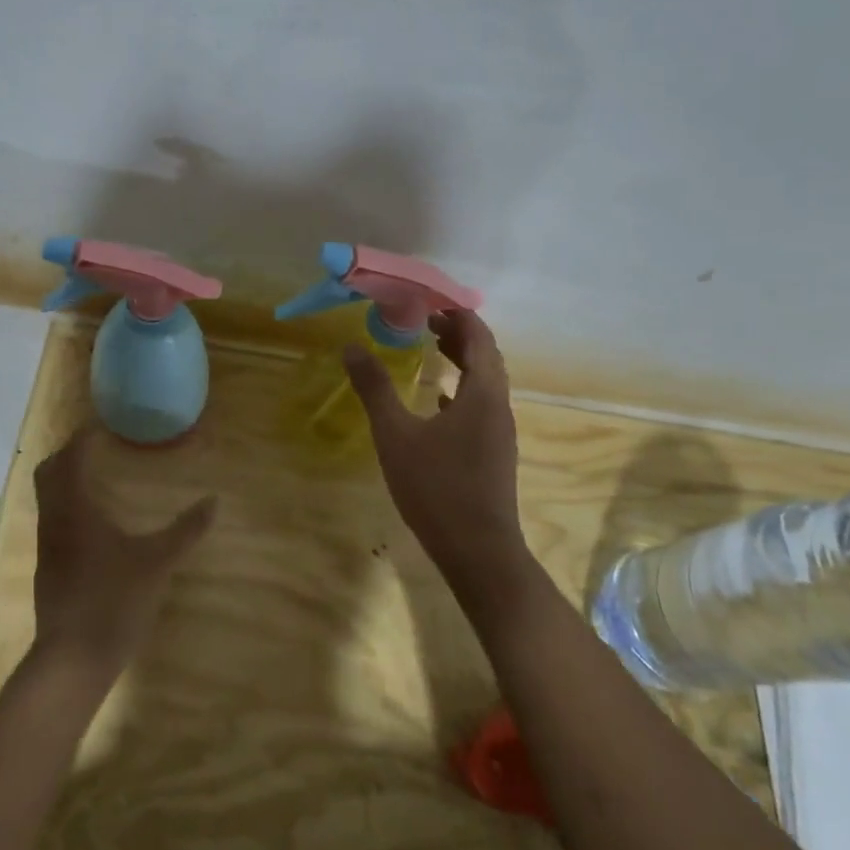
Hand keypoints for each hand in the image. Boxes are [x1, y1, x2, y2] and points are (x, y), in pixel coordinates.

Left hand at [30, 426, 216, 677]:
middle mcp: (53, 522)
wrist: (73, 660)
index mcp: (74, 511)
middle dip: (68, 455)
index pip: (69, 458)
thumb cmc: (114, 601)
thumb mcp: (157, 563)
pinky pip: (52, 522)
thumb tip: (213, 502)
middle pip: (48, 474)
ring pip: (48, 500)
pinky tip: (93, 524)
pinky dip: (67, 507)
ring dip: (65, 482)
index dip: (82, 438)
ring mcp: (46, 548)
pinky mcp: (48, 570)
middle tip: (97, 448)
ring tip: (97, 479)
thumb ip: (185, 531)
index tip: (101, 426)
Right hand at [344, 309, 525, 581]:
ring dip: (462, 361)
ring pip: (485, 383)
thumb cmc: (436, 487)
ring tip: (432, 349)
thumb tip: (350, 347)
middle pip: (486, 357)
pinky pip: (481, 407)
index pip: (479, 338)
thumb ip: (374, 389)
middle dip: (459, 334)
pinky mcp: (494, 453)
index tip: (431, 300)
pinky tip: (438, 401)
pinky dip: (461, 391)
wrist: (478, 550)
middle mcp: (498, 406)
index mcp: (482, 393)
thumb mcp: (396, 435)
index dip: (458, 314)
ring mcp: (499, 432)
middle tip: (427, 320)